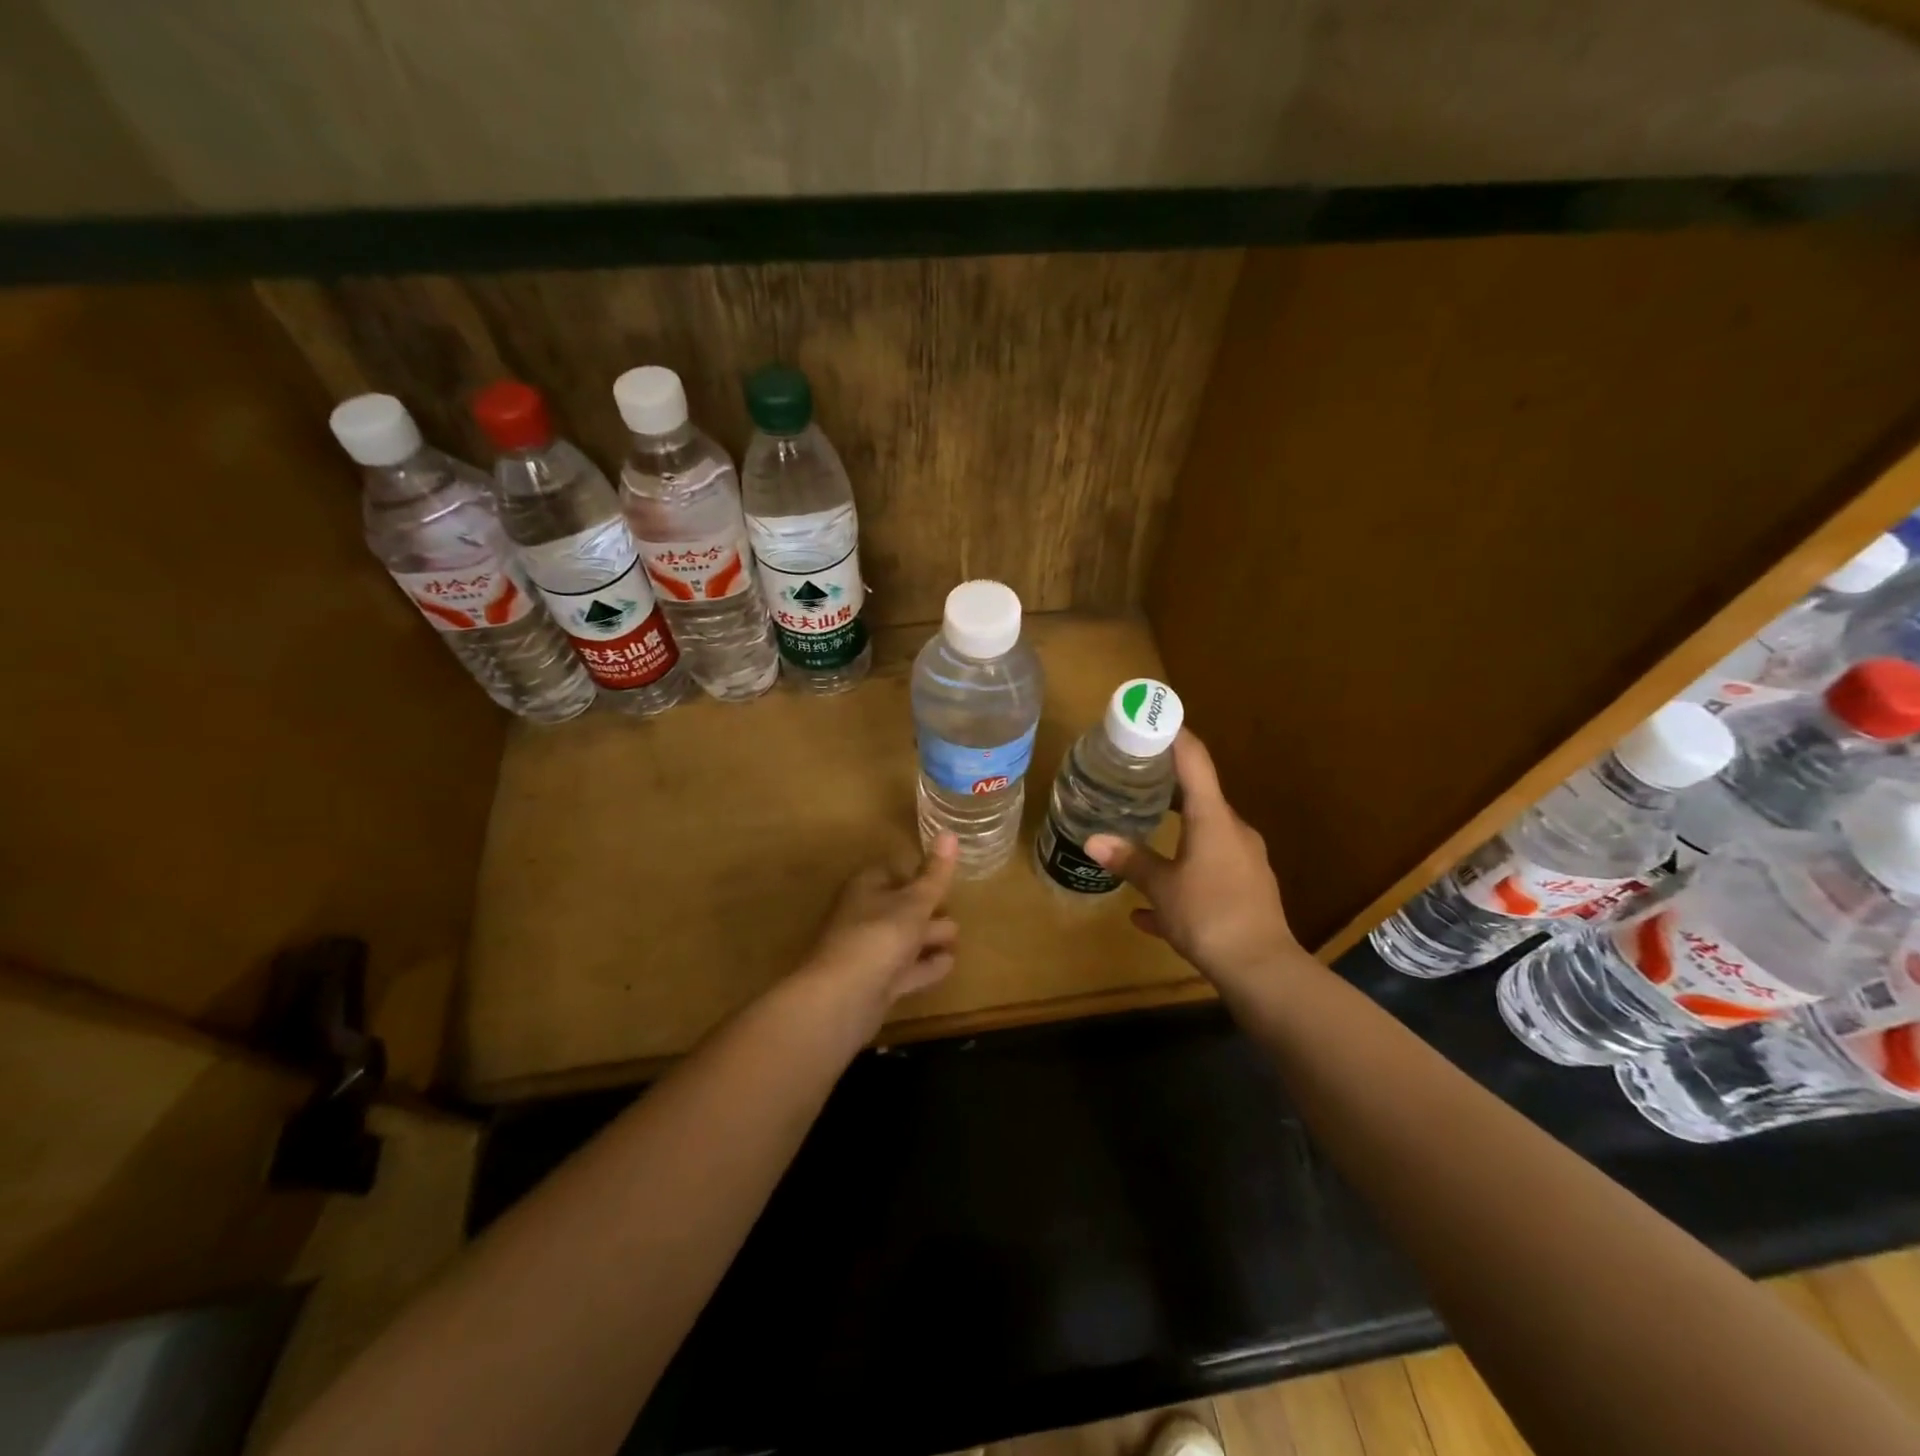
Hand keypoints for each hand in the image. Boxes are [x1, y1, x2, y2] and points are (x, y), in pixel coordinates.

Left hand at [795, 834, 960, 1033]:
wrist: (842, 998)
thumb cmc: (879, 937)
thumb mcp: (914, 902)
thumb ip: (935, 874)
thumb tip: (949, 832)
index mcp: (866, 888)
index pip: (892, 872)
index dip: (917, 873)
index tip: (943, 877)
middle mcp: (863, 916)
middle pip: (899, 907)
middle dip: (926, 908)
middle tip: (955, 909)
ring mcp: (868, 952)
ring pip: (903, 939)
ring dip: (928, 938)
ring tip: (957, 937)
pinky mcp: (875, 984)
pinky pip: (906, 969)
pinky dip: (926, 966)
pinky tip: (948, 964)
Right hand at [1086, 731, 1296, 988]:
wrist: (1262, 970)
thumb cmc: (1209, 915)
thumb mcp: (1161, 888)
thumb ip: (1130, 861)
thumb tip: (1093, 840)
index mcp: (1214, 820)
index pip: (1195, 763)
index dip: (1176, 737)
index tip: (1156, 719)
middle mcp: (1234, 833)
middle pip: (1200, 799)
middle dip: (1167, 789)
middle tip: (1134, 780)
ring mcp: (1244, 863)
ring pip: (1203, 839)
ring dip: (1174, 836)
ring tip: (1142, 835)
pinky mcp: (1246, 892)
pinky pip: (1208, 876)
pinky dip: (1182, 879)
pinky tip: (1151, 911)